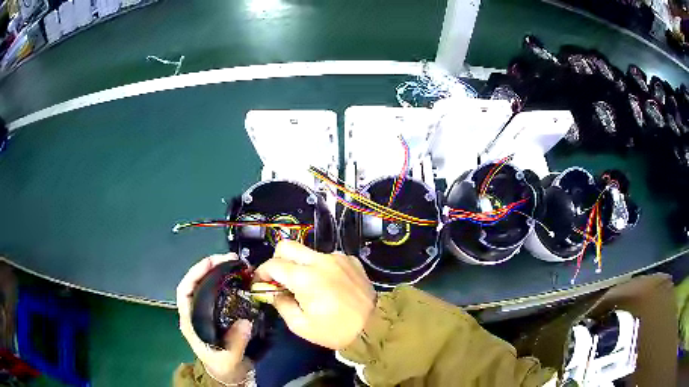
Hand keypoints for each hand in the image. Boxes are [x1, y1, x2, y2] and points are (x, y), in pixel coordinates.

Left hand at [177, 254, 252, 383]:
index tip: (211, 263)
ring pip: (207, 285)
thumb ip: (235, 342)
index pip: (185, 291)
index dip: (194, 274)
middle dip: (209, 268)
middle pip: (195, 283)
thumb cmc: (223, 366)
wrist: (228, 374)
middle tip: (230, 259)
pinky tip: (239, 278)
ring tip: (236, 264)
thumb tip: (245, 322)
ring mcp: (205, 311)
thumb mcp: (229, 358)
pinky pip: (219, 292)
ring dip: (218, 272)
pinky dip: (227, 282)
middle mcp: (195, 312)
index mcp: (190, 321)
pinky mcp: (217, 312)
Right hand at [255, 241, 375, 349]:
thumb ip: (281, 304)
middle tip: (279, 279)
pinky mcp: (351, 260)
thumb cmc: (335, 330)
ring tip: (308, 286)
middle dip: (277, 259)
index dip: (262, 273)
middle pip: (287, 246)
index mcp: (305, 277)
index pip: (273, 264)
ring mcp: (337, 257)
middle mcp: (320, 260)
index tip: (261, 283)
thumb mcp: (301, 325)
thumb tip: (272, 292)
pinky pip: (328, 257)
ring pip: (308, 252)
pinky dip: (321, 268)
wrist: (375, 327)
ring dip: (301, 265)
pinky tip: (329, 284)